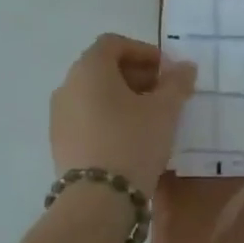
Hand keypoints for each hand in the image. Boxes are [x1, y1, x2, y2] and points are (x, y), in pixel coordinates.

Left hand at [50, 34, 197, 194]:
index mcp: (89, 69)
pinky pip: (87, 117)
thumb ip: (177, 83)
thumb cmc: (133, 142)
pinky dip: (109, 117)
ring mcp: (59, 115)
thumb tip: (185, 66)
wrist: (98, 199)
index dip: (144, 52)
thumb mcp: (165, 110)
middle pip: (103, 67)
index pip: (114, 43)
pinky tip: (130, 138)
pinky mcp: (60, 141)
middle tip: (163, 94)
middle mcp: (67, 85)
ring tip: (150, 119)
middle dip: (136, 75)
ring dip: (123, 98)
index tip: (167, 71)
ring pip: (94, 94)